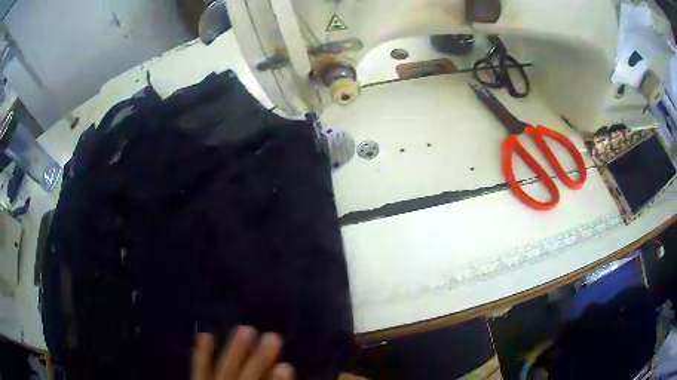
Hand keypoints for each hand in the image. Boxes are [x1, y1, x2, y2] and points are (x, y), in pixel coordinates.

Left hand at [192, 326, 294, 379]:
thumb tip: (283, 371)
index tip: (287, 366)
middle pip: (247, 379)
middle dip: (260, 359)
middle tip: (274, 337)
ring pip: (224, 371)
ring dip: (234, 351)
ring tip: (245, 329)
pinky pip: (199, 371)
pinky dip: (201, 354)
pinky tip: (206, 335)